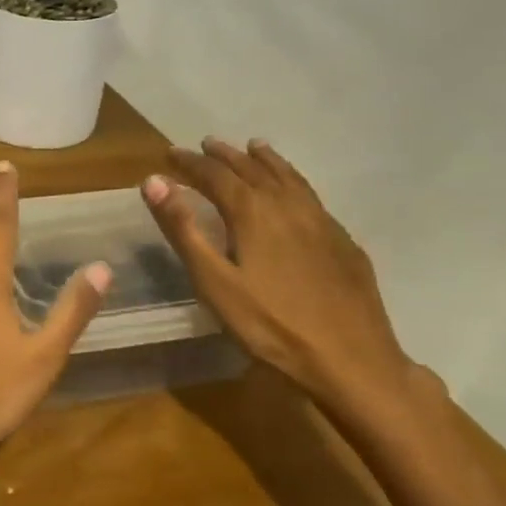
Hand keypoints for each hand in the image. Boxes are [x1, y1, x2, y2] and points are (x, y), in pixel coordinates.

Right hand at [142, 138, 416, 415]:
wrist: (352, 361)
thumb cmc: (271, 325)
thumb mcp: (214, 281)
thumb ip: (183, 229)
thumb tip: (154, 182)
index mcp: (254, 212)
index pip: (215, 175)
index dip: (190, 163)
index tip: (170, 153)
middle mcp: (289, 206)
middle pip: (253, 170)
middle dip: (226, 156)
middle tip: (206, 144)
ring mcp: (322, 222)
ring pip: (289, 178)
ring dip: (265, 160)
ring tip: (254, 148)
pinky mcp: (343, 242)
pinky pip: (311, 196)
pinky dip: (293, 180)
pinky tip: (294, 193)